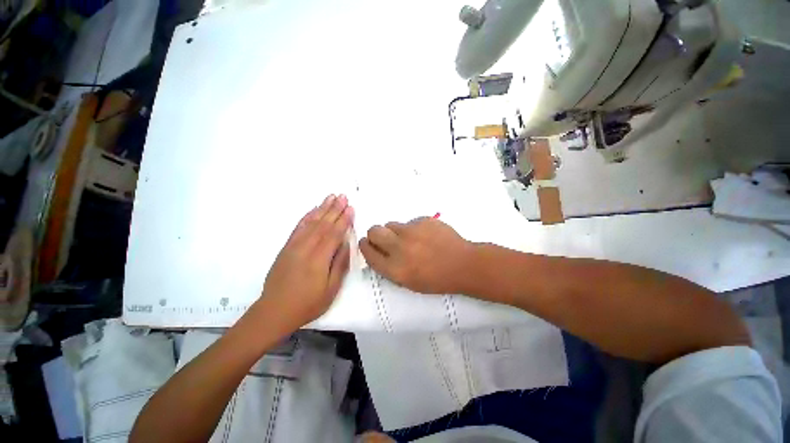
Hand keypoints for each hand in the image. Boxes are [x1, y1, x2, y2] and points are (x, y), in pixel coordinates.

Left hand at [255, 194, 352, 330]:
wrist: (274, 311)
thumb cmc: (307, 304)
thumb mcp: (330, 290)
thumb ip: (339, 265)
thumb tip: (346, 244)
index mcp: (318, 259)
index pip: (334, 234)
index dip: (343, 220)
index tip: (351, 208)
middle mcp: (305, 248)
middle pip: (323, 224)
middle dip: (335, 209)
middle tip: (343, 196)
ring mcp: (294, 246)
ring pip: (311, 223)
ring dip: (322, 208)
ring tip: (331, 197)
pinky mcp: (286, 248)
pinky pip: (298, 228)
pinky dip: (307, 216)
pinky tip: (313, 209)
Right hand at [359, 218, 474, 293]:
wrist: (463, 264)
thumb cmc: (437, 279)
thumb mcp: (409, 282)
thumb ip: (390, 267)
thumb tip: (379, 251)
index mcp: (395, 269)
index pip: (368, 252)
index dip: (365, 246)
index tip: (367, 243)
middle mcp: (399, 248)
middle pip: (374, 231)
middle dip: (375, 234)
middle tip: (384, 238)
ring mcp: (411, 232)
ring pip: (391, 224)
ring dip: (395, 231)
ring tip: (410, 238)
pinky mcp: (423, 220)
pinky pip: (410, 222)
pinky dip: (413, 228)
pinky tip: (426, 236)